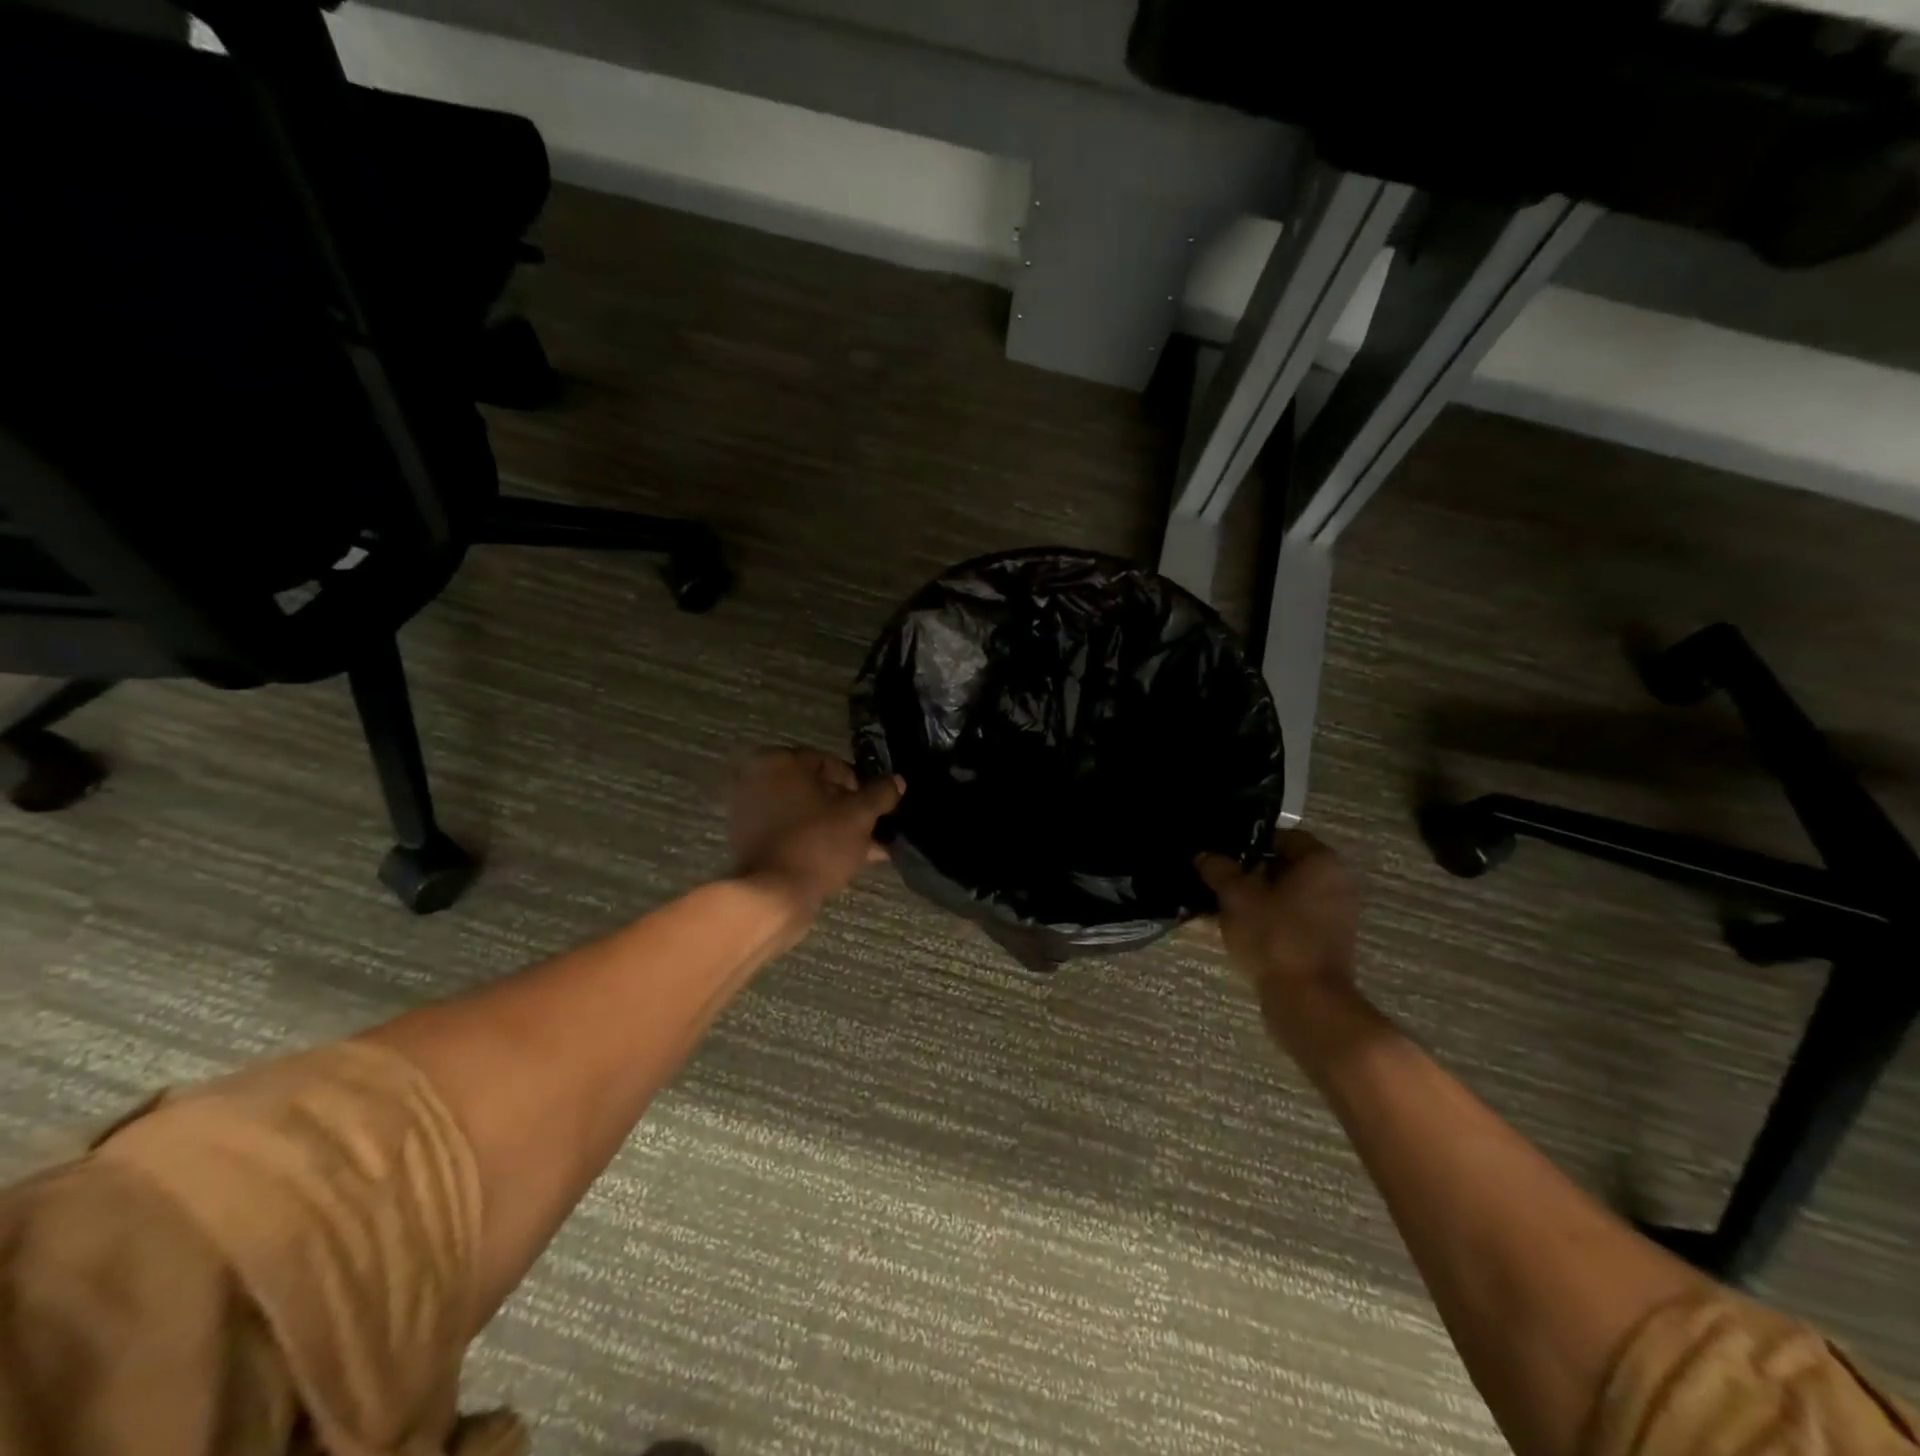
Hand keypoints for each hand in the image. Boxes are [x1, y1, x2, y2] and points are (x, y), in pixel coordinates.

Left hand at [728, 749, 903, 911]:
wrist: (773, 897)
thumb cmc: (817, 843)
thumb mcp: (859, 815)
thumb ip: (881, 794)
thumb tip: (897, 781)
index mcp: (778, 762)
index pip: (829, 763)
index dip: (859, 783)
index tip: (876, 805)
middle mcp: (757, 782)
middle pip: (817, 791)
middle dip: (849, 810)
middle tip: (875, 829)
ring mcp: (750, 815)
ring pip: (807, 816)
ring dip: (838, 829)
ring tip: (871, 850)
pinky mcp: (751, 845)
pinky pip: (793, 835)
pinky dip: (817, 842)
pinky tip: (849, 860)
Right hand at [1197, 831, 1362, 1051]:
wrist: (1307, 1002)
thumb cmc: (1275, 937)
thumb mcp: (1236, 897)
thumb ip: (1219, 870)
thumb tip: (1204, 855)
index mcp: (1321, 862)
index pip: (1282, 836)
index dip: (1249, 841)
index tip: (1221, 852)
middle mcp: (1335, 884)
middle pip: (1284, 867)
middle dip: (1248, 872)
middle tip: (1215, 878)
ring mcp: (1334, 916)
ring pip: (1285, 896)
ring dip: (1254, 898)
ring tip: (1217, 905)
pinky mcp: (1326, 944)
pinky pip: (1290, 920)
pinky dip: (1266, 920)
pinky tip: (1234, 929)